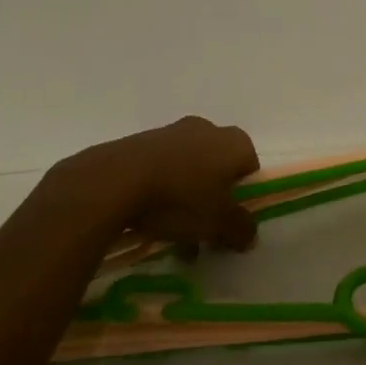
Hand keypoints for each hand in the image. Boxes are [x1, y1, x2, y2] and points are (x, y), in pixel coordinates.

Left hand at [51, 115, 260, 250]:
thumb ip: (241, 229)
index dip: (244, 196)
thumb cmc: (180, 199)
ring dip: (186, 198)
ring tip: (173, 232)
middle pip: (218, 169)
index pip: (251, 168)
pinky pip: (161, 169)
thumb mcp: (219, 223)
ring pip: (188, 170)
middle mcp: (206, 129)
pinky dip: (161, 191)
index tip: (231, 220)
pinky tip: (150, 218)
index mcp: (234, 142)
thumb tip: (249, 235)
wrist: (114, 181)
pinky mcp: (140, 141)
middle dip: (213, 199)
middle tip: (204, 228)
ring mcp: (171, 132)